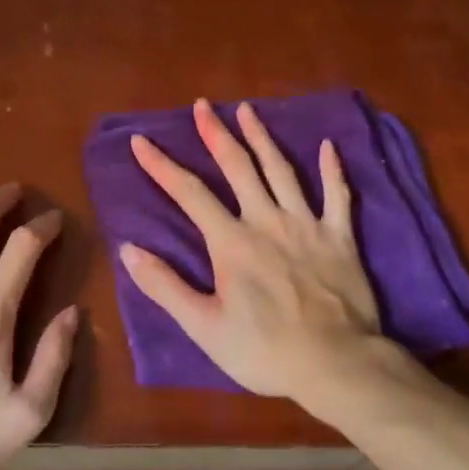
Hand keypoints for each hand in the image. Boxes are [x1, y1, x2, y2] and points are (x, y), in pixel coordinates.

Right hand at [120, 99, 383, 399]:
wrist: (336, 364)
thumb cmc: (265, 351)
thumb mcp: (204, 327)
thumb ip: (165, 286)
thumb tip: (128, 250)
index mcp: (232, 242)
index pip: (189, 194)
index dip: (162, 166)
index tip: (141, 141)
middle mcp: (267, 221)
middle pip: (238, 167)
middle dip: (216, 134)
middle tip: (202, 105)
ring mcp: (307, 225)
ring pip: (282, 170)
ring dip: (262, 137)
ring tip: (247, 110)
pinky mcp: (340, 237)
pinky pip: (337, 196)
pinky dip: (332, 169)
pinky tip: (328, 146)